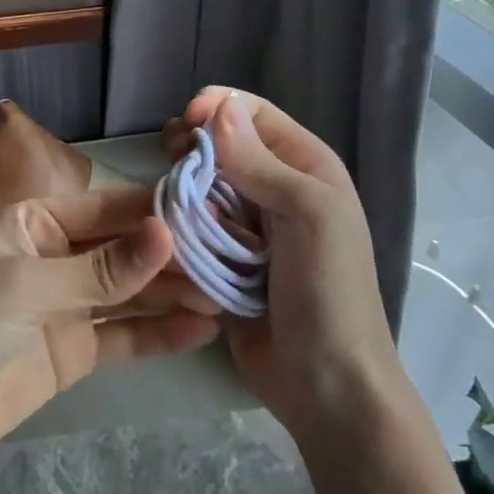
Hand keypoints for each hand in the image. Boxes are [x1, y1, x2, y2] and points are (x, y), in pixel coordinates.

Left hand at [0, 187, 221, 469]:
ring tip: (227, 292)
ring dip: (174, 293)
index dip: (154, 210)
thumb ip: (101, 267)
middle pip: (124, 250)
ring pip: (131, 293)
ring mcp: (68, 305)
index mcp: (36, 222)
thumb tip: (167, 233)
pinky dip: (160, 333)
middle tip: (230, 257)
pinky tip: (202, 328)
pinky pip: (125, 335)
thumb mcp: (27, 283)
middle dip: (172, 255)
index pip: (107, 208)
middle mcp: (57, 257)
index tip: (209, 210)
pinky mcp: (76, 351)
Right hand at [166, 87, 398, 438]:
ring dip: (181, 193)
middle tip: (168, 164)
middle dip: (191, 152)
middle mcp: (274, 190)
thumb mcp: (308, 215)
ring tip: (168, 209)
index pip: (252, 115)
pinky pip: (190, 230)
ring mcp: (246, 229)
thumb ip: (261, 163)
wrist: (326, 385)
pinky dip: (176, 229)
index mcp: (304, 168)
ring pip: (198, 189)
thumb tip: (217, 109)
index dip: (216, 110)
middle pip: (219, 149)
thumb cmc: (328, 292)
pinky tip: (165, 237)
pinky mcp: (221, 262)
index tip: (182, 124)